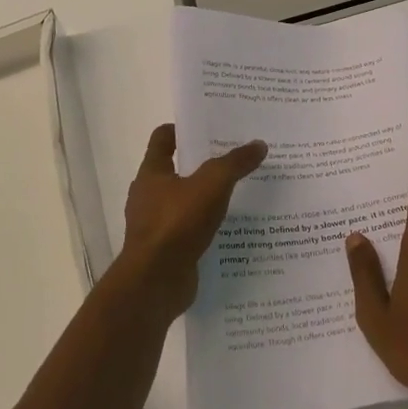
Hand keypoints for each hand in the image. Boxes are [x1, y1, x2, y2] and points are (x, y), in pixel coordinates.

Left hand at [115, 124, 267, 318]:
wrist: (155, 282)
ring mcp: (156, 224)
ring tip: (240, 193)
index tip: (210, 126)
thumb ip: (235, 163)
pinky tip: (231, 228)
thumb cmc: (177, 223)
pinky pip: (190, 230)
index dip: (183, 129)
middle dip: (203, 163)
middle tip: (236, 157)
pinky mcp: (167, 249)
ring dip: (207, 197)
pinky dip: (207, 226)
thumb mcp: (212, 185)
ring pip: (185, 201)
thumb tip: (258, 144)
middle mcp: (149, 195)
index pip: (163, 138)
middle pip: (177, 169)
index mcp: (152, 173)